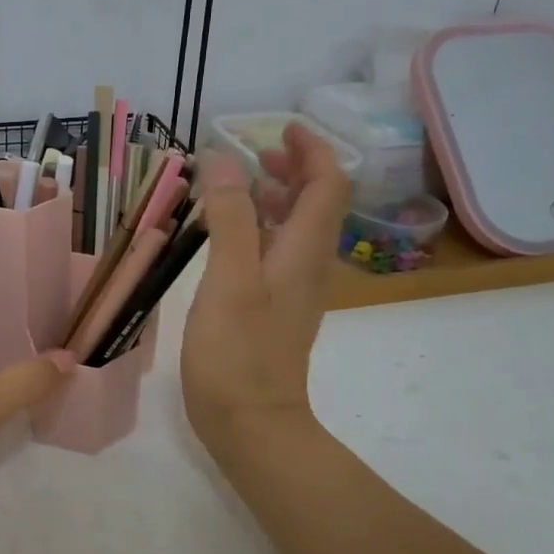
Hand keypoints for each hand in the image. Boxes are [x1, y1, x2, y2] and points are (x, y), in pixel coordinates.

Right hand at [181, 122, 348, 460]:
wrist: (253, 426)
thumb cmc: (238, 353)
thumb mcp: (229, 279)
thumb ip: (230, 217)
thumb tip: (225, 159)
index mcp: (303, 251)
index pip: (328, 185)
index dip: (311, 151)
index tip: (281, 128)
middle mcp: (307, 266)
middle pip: (317, 204)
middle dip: (294, 170)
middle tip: (256, 152)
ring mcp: (292, 291)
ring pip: (296, 229)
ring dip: (276, 198)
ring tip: (237, 186)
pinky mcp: (274, 310)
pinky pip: (276, 253)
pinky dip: (259, 229)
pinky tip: (227, 237)